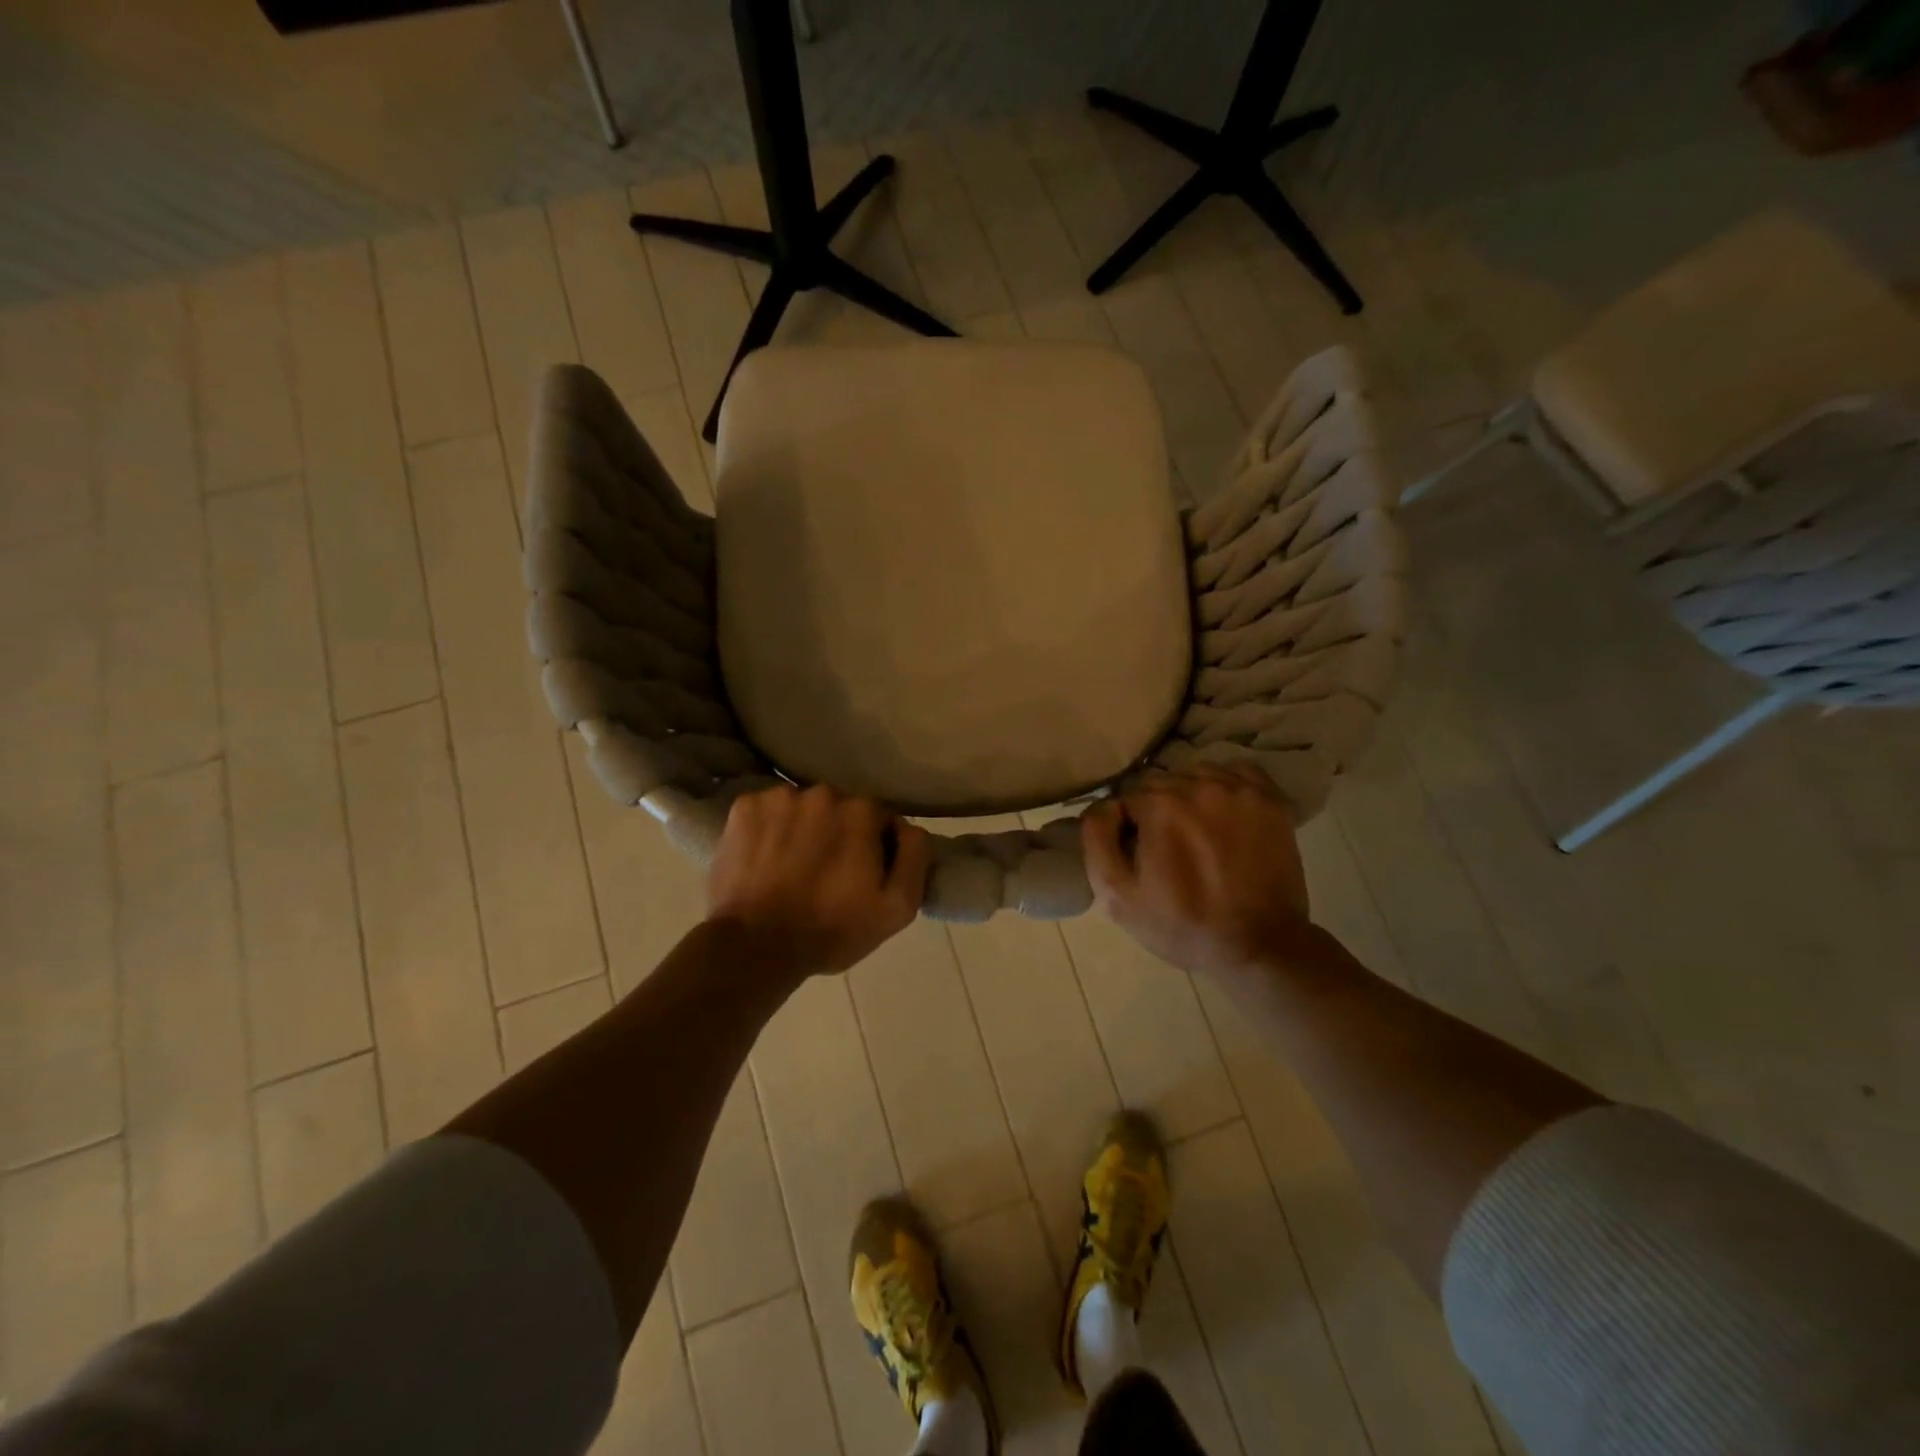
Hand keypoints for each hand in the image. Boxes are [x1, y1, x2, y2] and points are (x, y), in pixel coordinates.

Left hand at [706, 785, 930, 977]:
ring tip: (792, 869)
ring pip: (802, 808)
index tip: (861, 876)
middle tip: (826, 875)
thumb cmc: (831, 931)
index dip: (874, 848)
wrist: (754, 948)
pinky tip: (765, 860)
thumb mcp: (897, 908)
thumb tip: (908, 827)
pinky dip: (768, 829)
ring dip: (802, 830)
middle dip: (837, 834)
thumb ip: (914, 857)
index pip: (879, 819)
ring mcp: (778, 797)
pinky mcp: (743, 808)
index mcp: (861, 811)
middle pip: (839, 809)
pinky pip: (767, 811)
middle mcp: (822, 792)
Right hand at [1081, 765, 1310, 980]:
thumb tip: (1104, 806)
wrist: (1260, 946)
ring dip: (1189, 797)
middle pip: (1161, 783)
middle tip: (1168, 848)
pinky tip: (1224, 815)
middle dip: (1157, 810)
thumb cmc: (1182, 925)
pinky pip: (1236, 772)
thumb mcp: (1118, 896)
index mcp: (1159, 806)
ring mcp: (1239, 789)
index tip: (1138, 854)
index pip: (1126, 797)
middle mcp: (1198, 785)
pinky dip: (1225, 786)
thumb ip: (1097, 840)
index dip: (1128, 826)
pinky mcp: (1271, 798)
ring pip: (1196, 775)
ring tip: (1197, 833)